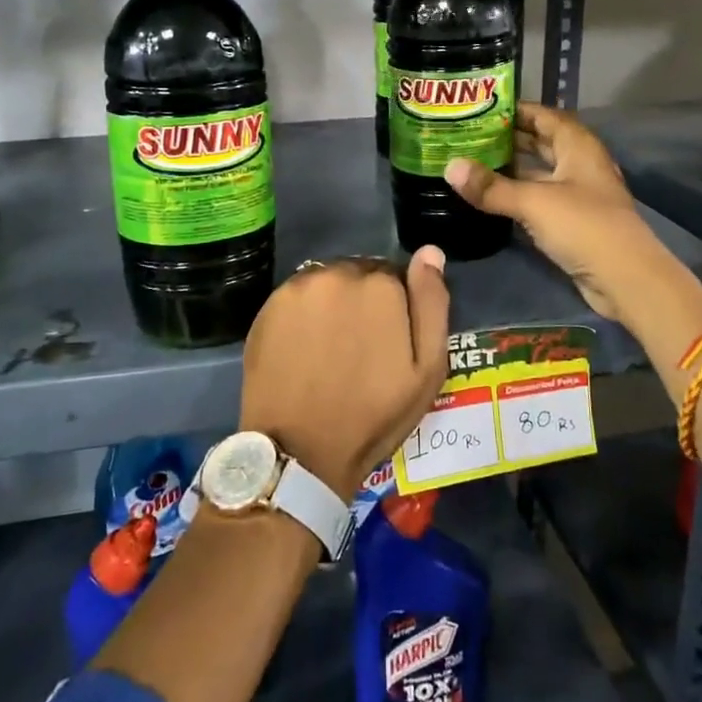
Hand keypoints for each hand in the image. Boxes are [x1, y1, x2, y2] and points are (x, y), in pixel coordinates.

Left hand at [238, 250, 451, 500]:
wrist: (300, 449)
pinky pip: (299, 296)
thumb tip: (430, 252)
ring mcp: (300, 286)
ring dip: (334, 303)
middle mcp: (339, 273)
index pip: (396, 277)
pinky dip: (306, 312)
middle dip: (365, 301)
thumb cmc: (373, 415)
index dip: (396, 309)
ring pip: (329, 282)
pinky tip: (305, 346)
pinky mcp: (270, 304)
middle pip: (360, 274)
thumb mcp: (426, 370)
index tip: (389, 342)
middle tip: (360, 347)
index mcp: (382, 285)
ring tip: (331, 347)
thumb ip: (431, 304)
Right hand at [444, 102, 675, 325]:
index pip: (543, 115)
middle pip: (540, 142)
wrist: (625, 278)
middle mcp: (579, 164)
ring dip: (511, 167)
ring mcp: (577, 194)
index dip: (515, 109)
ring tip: (472, 162)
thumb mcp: (533, 202)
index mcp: (578, 146)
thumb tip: (449, 167)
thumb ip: (491, 187)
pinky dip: (517, 193)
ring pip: (539, 171)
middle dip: (508, 137)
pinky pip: (539, 197)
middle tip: (468, 134)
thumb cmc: (584, 226)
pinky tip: (491, 196)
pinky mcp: (572, 221)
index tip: (479, 107)